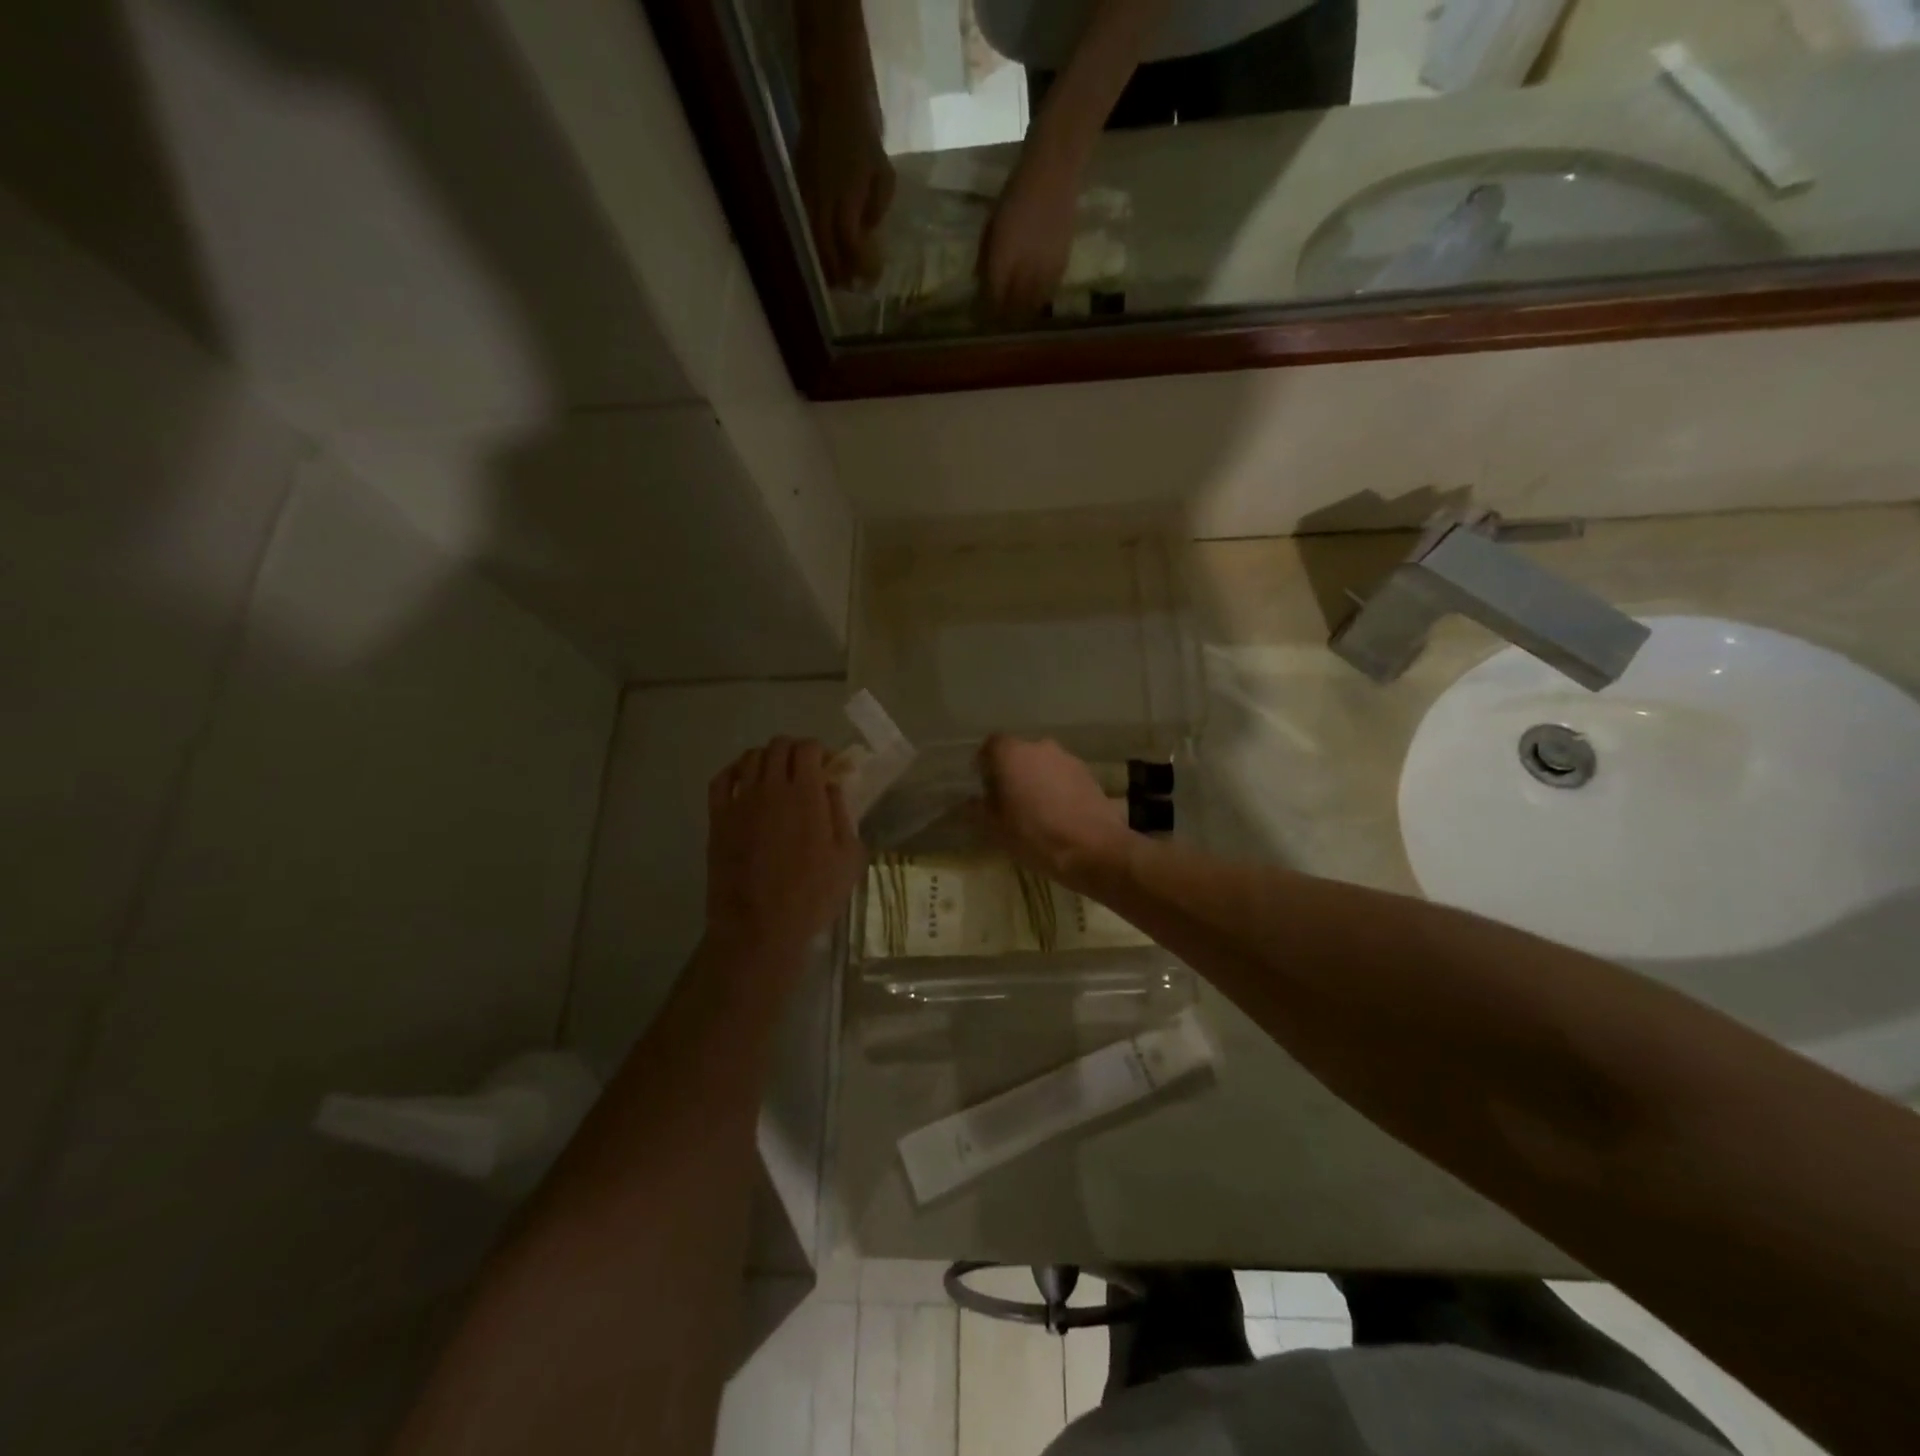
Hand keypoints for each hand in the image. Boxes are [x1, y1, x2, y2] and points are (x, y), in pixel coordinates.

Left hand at [706, 738, 864, 960]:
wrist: (759, 928)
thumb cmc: (812, 896)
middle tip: (805, 771)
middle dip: (795, 751)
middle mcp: (771, 788)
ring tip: (777, 777)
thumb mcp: (848, 858)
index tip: (828, 767)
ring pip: (750, 757)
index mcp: (806, 795)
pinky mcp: (718, 818)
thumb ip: (842, 814)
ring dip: (768, 758)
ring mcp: (740, 802)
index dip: (820, 751)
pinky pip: (722, 779)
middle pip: (779, 746)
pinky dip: (735, 771)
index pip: (808, 748)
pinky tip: (745, 782)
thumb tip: (830, 787)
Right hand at [796, 94, 894, 286]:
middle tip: (851, 289)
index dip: (860, 266)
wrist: (831, 95)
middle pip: (825, 252)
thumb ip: (877, 209)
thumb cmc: (863, 134)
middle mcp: (822, 201)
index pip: (849, 245)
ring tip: (835, 281)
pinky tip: (823, 255)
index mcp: (846, 197)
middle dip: (838, 275)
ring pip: (811, 243)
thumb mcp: (883, 174)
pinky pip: (804, 227)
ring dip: (823, 265)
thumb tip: (866, 234)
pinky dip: (813, 246)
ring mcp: (806, 195)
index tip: (870, 280)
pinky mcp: (797, 188)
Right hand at [976, 735, 1131, 892]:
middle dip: (1011, 772)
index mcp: (1012, 754)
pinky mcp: (1089, 775)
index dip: (984, 764)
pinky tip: (1057, 815)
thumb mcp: (995, 828)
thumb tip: (968, 801)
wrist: (1094, 849)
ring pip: (1043, 764)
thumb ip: (978, 809)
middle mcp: (1040, 747)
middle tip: (1006, 800)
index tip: (982, 786)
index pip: (990, 746)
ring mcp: (1068, 759)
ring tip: (1034, 811)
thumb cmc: (1035, 835)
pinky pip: (1063, 777)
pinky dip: (1056, 789)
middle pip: (1018, 753)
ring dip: (1036, 780)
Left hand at [977, 144, 1081, 318]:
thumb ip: (985, 255)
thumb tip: (979, 280)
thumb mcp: (991, 224)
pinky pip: (1048, 294)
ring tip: (1015, 316)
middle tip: (997, 320)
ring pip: (1031, 306)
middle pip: (1012, 309)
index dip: (985, 311)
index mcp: (1002, 259)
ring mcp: (1044, 271)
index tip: (980, 315)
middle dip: (1003, 317)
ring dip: (1021, 314)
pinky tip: (1034, 300)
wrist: (1053, 173)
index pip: (992, 298)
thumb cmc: (1015, 193)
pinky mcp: (1061, 267)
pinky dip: (1038, 300)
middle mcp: (1023, 272)